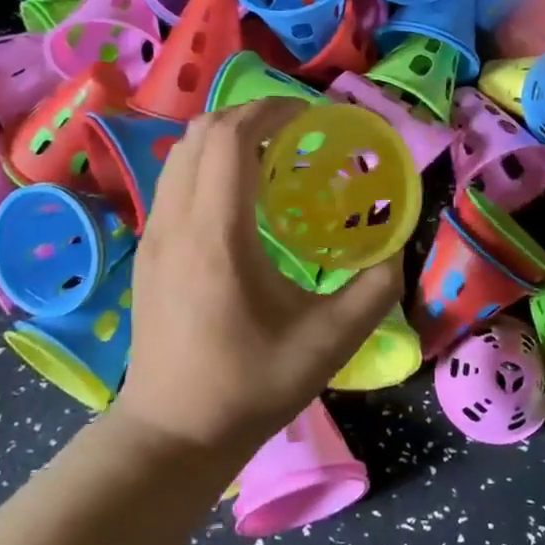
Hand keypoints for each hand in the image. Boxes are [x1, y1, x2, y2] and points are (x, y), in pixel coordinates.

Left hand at [114, 100, 400, 456]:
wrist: (172, 433)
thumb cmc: (249, 387)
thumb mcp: (328, 344)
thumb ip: (374, 291)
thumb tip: (397, 249)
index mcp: (217, 235)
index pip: (231, 137)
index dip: (271, 110)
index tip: (311, 117)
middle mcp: (177, 221)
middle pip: (202, 131)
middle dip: (251, 115)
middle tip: (296, 132)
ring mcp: (154, 233)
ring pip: (181, 150)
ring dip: (226, 136)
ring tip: (270, 156)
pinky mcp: (148, 248)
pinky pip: (174, 177)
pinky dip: (207, 162)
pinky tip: (240, 196)